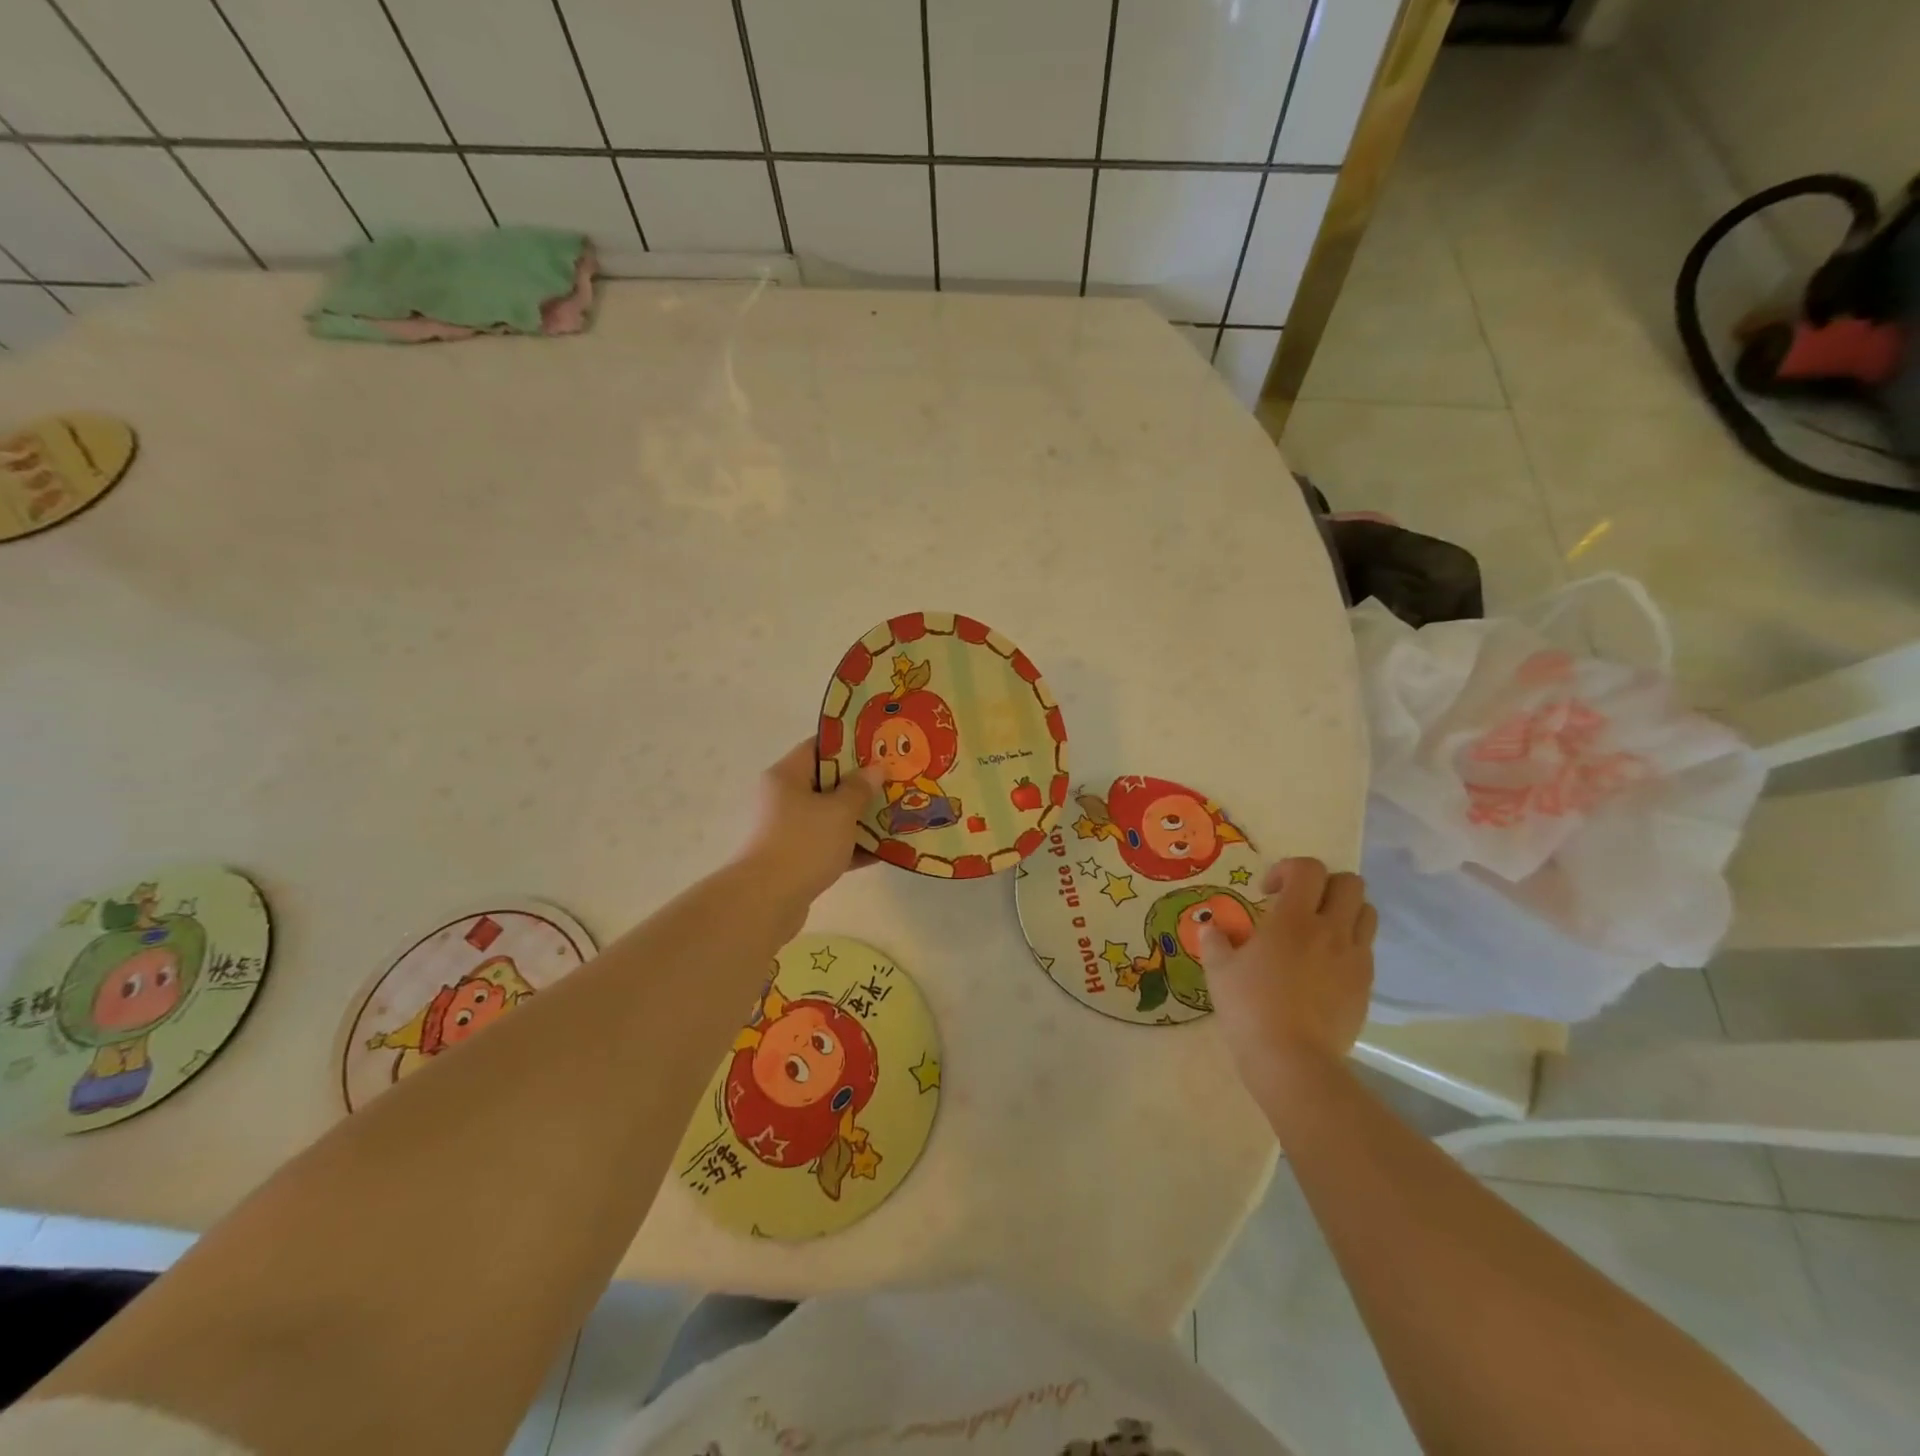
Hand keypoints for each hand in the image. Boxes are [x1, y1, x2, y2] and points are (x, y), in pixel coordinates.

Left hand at [737, 740, 884, 907]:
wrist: (766, 902)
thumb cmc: (804, 843)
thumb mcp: (840, 811)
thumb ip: (860, 788)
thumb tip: (875, 769)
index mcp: (787, 776)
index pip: (819, 747)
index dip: (850, 744)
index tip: (880, 748)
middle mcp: (784, 798)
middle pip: (827, 783)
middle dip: (862, 784)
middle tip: (895, 782)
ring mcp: (788, 831)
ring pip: (830, 816)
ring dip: (861, 818)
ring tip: (897, 815)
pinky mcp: (796, 860)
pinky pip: (830, 845)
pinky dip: (853, 847)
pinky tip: (884, 852)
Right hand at [1197, 858, 1375, 1094]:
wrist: (1292, 1061)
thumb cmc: (1250, 1009)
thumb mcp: (1218, 971)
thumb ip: (1215, 940)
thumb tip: (1212, 927)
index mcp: (1294, 919)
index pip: (1308, 868)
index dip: (1288, 869)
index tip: (1267, 892)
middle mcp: (1331, 930)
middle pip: (1350, 883)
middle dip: (1323, 885)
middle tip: (1298, 905)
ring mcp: (1354, 958)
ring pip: (1366, 913)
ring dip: (1343, 911)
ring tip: (1317, 931)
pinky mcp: (1366, 985)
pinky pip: (1365, 949)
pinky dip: (1348, 944)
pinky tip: (1323, 966)